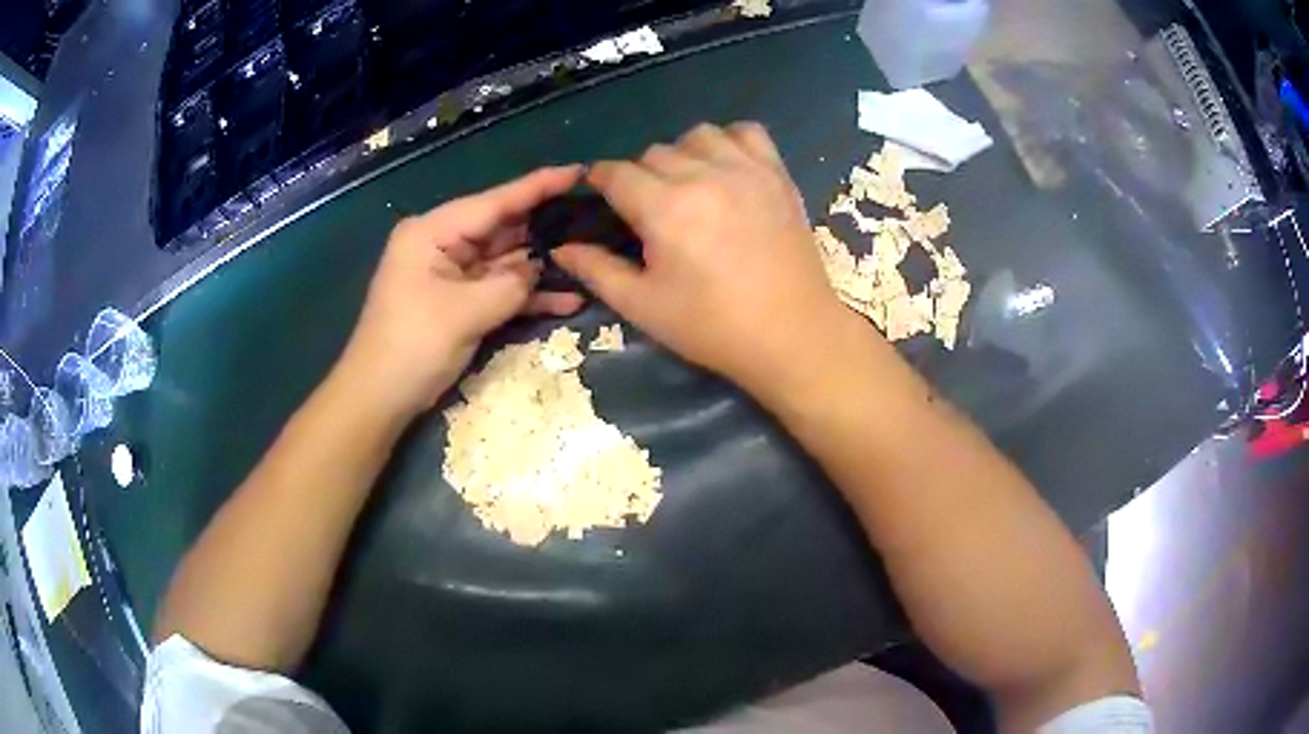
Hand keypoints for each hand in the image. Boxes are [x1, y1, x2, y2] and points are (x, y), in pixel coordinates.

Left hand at [341, 166, 584, 415]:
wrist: (380, 398)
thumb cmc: (412, 346)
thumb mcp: (465, 312)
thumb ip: (511, 284)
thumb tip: (538, 268)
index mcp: (433, 232)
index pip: (494, 202)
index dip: (538, 187)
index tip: (578, 172)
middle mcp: (443, 245)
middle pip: (502, 228)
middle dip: (544, 227)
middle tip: (594, 217)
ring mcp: (452, 275)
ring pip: (506, 261)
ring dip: (542, 266)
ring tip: (590, 257)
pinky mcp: (460, 302)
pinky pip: (499, 290)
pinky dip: (527, 296)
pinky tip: (568, 300)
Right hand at [554, 123, 848, 391]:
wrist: (792, 334)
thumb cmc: (713, 327)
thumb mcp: (643, 306)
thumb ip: (596, 270)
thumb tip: (561, 248)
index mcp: (664, 208)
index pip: (616, 173)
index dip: (599, 182)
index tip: (600, 197)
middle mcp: (703, 176)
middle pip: (654, 153)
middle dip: (640, 176)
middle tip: (650, 211)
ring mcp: (746, 170)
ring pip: (697, 135)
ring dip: (682, 154)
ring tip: (688, 186)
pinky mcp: (777, 174)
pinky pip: (748, 132)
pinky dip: (730, 141)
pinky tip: (727, 169)